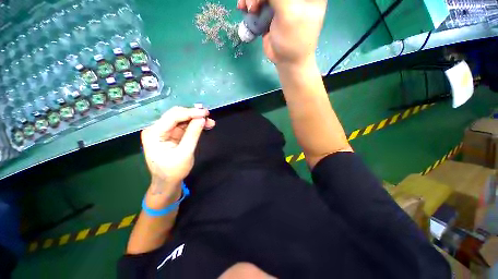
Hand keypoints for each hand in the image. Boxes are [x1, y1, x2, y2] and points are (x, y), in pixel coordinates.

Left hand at [141, 106, 214, 205]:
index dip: (190, 113)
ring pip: (182, 119)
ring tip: (210, 123)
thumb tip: (202, 119)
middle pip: (176, 115)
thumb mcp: (185, 153)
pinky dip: (195, 125)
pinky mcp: (172, 134)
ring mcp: (164, 131)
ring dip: (196, 120)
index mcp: (154, 133)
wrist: (167, 182)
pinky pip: (185, 126)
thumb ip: (193, 135)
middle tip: (209, 116)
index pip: (172, 117)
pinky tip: (205, 126)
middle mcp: (157, 129)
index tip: (206, 113)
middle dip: (193, 115)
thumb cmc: (173, 171)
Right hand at [237, 0, 326, 67]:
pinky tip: (243, 9)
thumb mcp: (288, 13)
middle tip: (252, 6)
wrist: (287, 61)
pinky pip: (258, 2)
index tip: (263, 1)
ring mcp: (282, 2)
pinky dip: (249, 4)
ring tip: (246, 8)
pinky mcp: (271, 11)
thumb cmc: (293, 40)